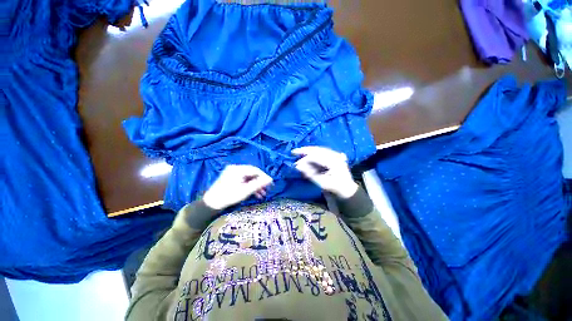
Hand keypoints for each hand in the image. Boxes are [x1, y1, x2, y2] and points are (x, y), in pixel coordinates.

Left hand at [203, 165, 272, 209]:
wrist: (211, 203)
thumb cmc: (229, 196)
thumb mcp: (245, 191)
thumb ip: (258, 184)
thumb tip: (270, 179)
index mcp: (238, 169)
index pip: (255, 170)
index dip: (264, 177)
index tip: (271, 184)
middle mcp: (235, 168)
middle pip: (252, 173)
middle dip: (260, 182)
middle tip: (266, 190)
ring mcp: (232, 172)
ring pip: (248, 177)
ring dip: (255, 185)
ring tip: (261, 194)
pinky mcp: (231, 177)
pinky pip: (243, 179)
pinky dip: (249, 185)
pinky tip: (254, 193)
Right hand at [292, 146, 357, 198]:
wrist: (347, 188)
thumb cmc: (335, 188)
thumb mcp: (322, 183)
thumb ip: (310, 174)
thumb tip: (298, 166)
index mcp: (334, 162)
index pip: (316, 157)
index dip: (305, 159)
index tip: (296, 164)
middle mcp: (335, 155)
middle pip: (317, 149)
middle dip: (305, 150)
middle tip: (293, 152)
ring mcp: (335, 154)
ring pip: (319, 149)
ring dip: (308, 150)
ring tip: (298, 152)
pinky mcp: (334, 155)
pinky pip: (322, 151)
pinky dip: (313, 152)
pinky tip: (307, 153)